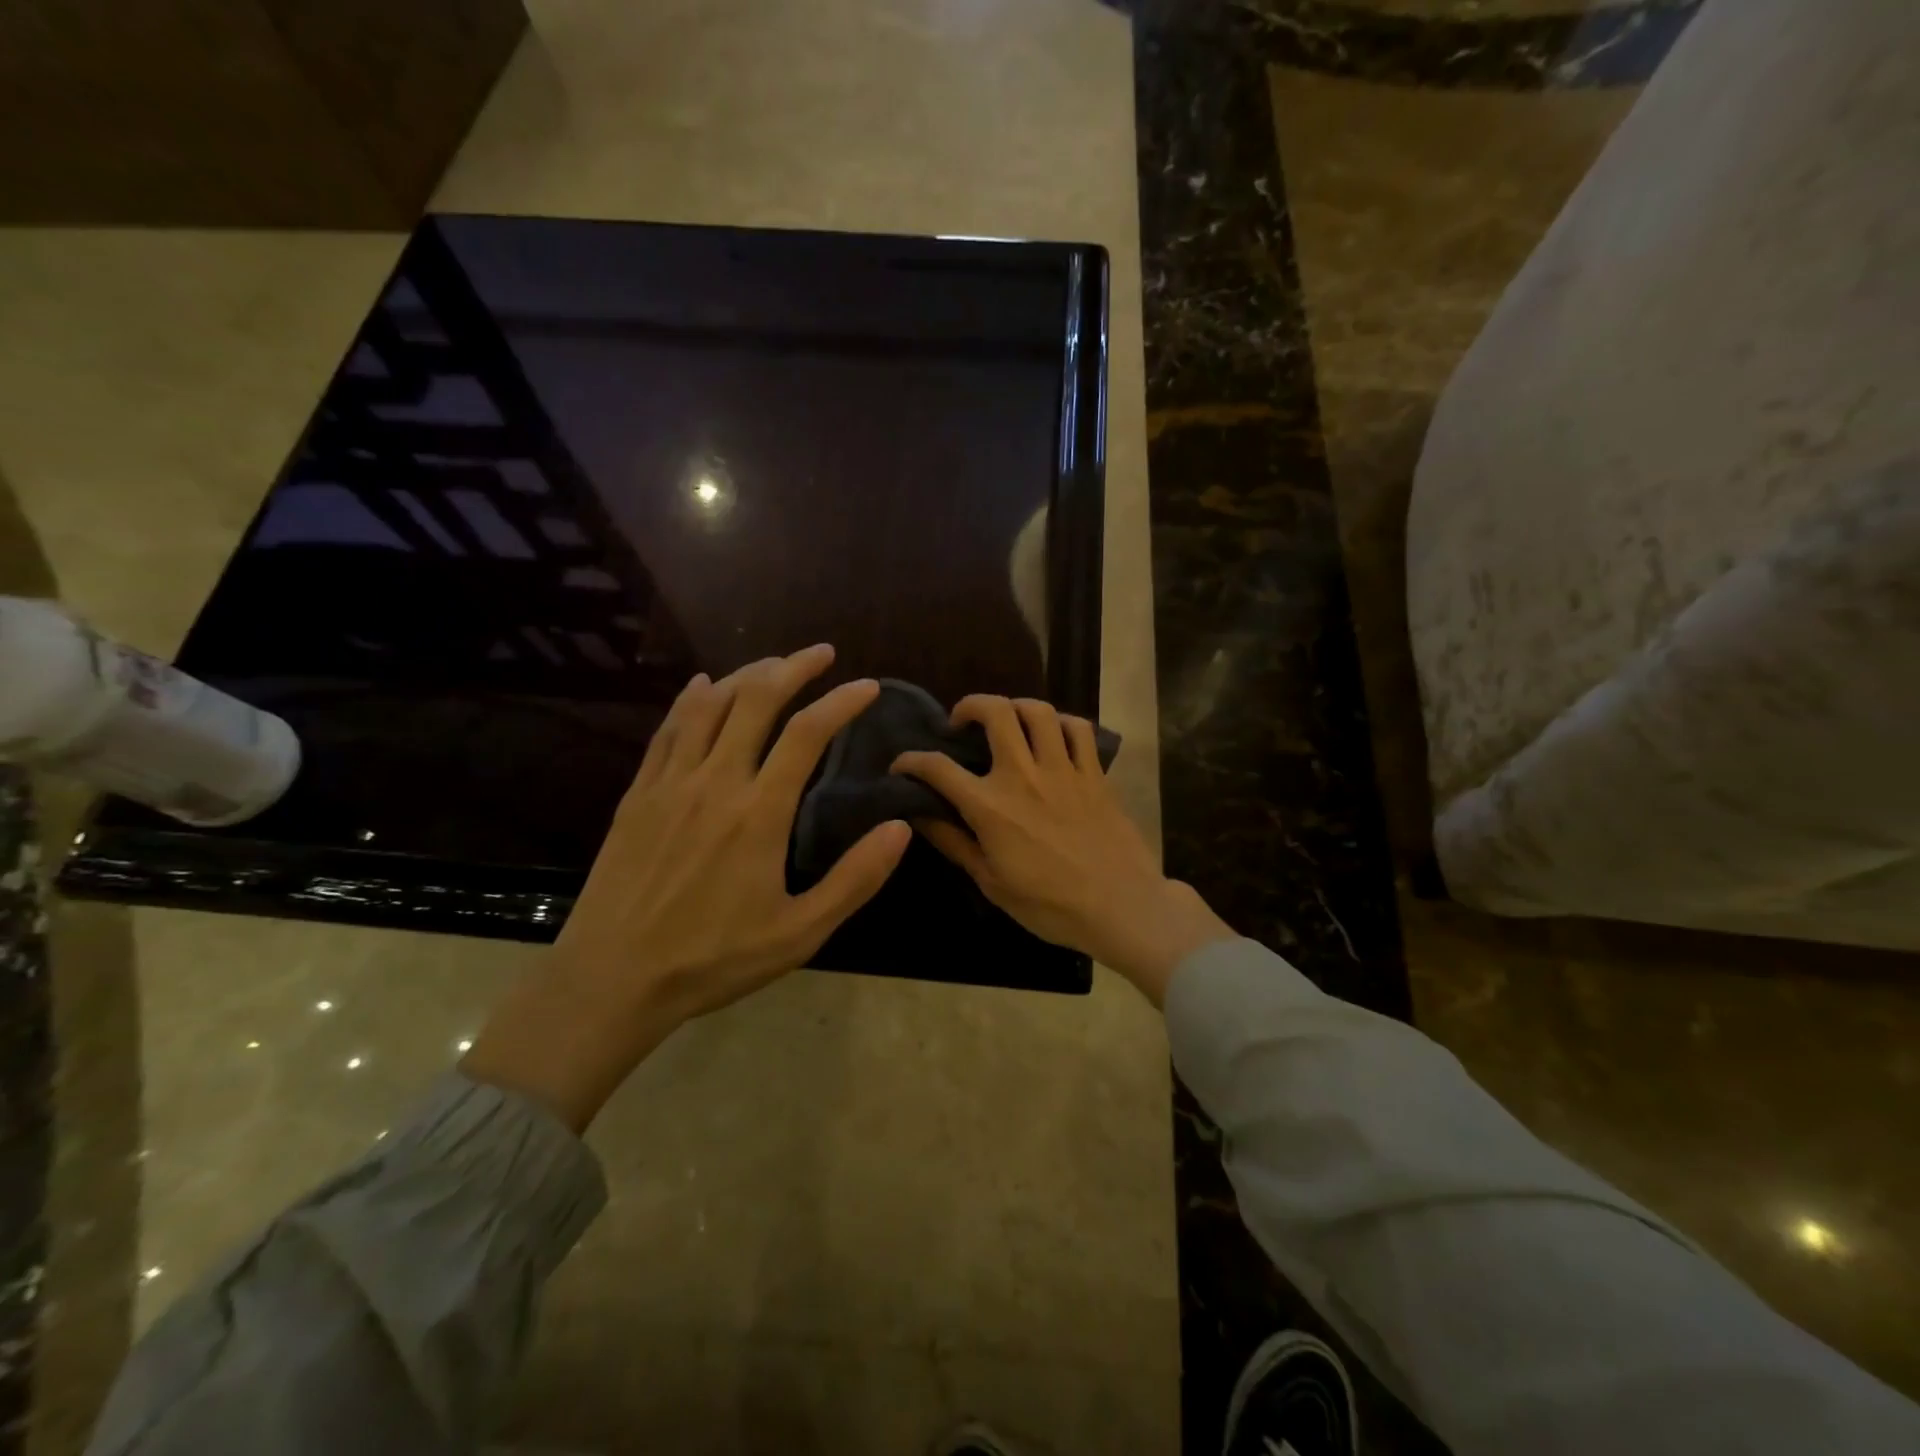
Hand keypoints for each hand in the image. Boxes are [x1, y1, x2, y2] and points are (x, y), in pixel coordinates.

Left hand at [462, 645, 909, 1129]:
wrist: (611, 979)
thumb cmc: (713, 960)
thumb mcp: (799, 933)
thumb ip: (854, 879)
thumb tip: (900, 828)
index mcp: (759, 812)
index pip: (807, 733)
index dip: (841, 702)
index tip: (866, 687)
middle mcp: (715, 782)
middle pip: (756, 701)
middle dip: (794, 667)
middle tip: (821, 654)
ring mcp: (670, 783)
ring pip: (710, 705)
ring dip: (746, 675)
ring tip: (773, 666)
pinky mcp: (638, 794)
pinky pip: (668, 729)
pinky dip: (691, 698)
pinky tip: (703, 685)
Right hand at [891, 696, 1234, 1003]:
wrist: (1121, 907)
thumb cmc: (1050, 905)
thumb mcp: (991, 883)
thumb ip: (954, 843)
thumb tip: (918, 815)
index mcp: (990, 807)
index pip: (938, 768)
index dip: (911, 761)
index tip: (902, 765)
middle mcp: (1023, 775)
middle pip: (994, 712)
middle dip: (969, 706)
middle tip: (961, 722)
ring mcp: (1063, 769)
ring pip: (1037, 710)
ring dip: (1015, 707)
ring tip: (1007, 722)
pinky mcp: (1094, 773)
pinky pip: (1077, 728)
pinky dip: (1061, 722)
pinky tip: (1052, 735)